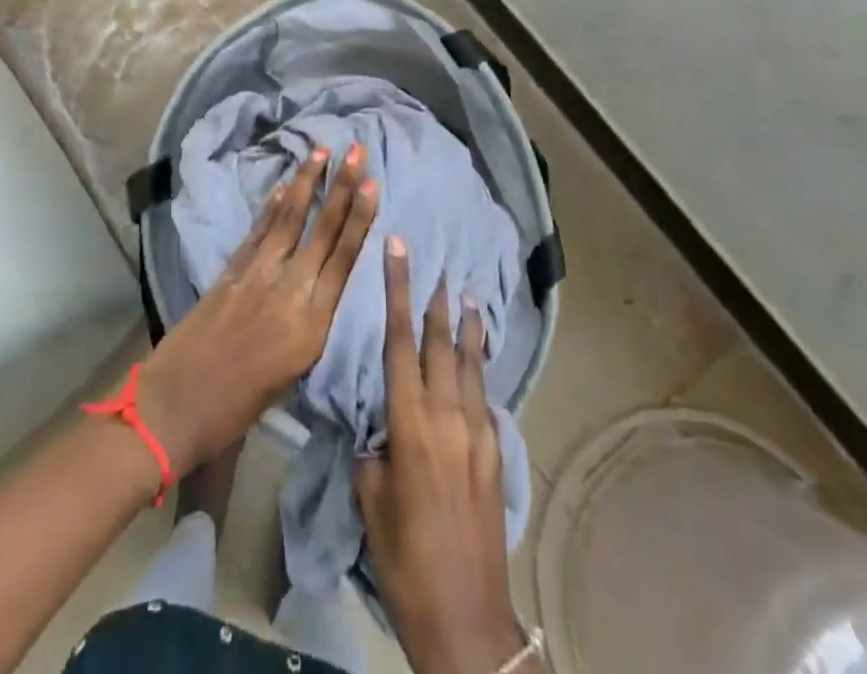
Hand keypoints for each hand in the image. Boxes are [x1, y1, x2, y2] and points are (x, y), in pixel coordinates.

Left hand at [138, 144, 377, 476]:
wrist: (174, 407)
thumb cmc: (237, 409)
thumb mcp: (291, 376)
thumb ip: (308, 328)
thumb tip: (316, 291)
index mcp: (310, 325)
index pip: (343, 260)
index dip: (359, 219)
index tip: (372, 184)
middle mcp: (288, 291)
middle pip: (321, 231)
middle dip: (341, 188)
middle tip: (356, 150)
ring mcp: (256, 276)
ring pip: (288, 220)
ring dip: (305, 183)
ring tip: (321, 150)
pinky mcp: (229, 272)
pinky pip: (257, 232)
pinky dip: (270, 207)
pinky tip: (282, 185)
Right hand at [357, 241, 530, 673]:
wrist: (465, 616)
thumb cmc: (405, 557)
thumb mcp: (371, 500)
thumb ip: (373, 450)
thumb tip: (378, 427)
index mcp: (411, 423)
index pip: (399, 341)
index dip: (397, 290)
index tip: (399, 250)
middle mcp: (449, 416)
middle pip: (440, 343)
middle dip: (434, 299)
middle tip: (434, 262)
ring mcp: (478, 433)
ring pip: (471, 364)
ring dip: (467, 327)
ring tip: (466, 295)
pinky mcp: (496, 454)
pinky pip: (484, 396)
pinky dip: (479, 369)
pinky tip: (478, 362)